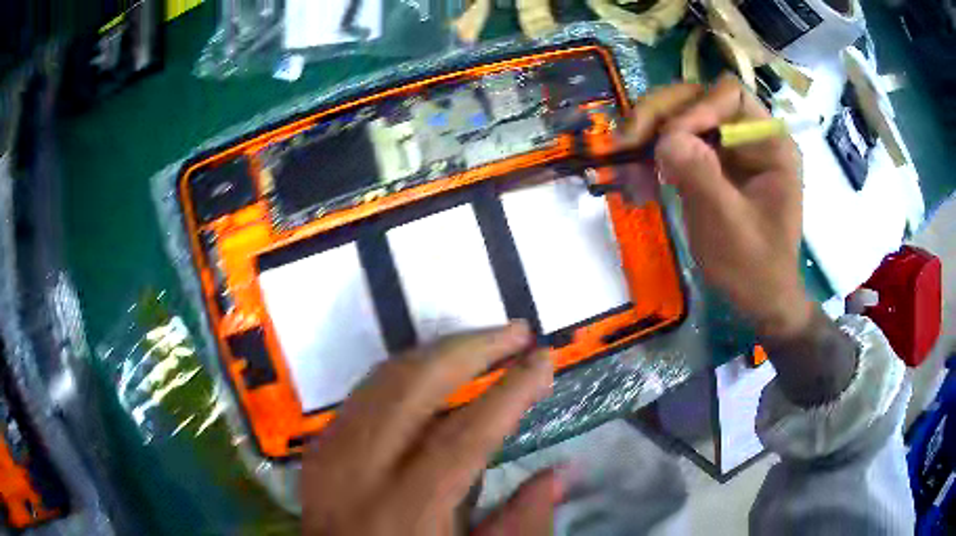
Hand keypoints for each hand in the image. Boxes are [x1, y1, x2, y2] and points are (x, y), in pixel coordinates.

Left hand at [302, 322, 559, 534]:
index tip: (543, 358)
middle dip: (471, 349)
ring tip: (483, 343)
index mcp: (406, 510)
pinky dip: (405, 372)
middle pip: (414, 386)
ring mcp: (330, 452)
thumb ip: (519, 524)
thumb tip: (561, 473)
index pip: (465, 435)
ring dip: (438, 352)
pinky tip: (434, 370)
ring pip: (384, 377)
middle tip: (516, 333)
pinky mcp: (319, 446)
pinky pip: (364, 391)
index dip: (510, 391)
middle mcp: (359, 471)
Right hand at [619, 75, 811, 337]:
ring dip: (649, 135)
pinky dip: (652, 156)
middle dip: (660, 116)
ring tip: (626, 163)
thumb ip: (701, 176)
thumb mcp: (729, 225)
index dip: (696, 108)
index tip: (669, 142)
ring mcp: (729, 149)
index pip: (729, 95)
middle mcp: (749, 135)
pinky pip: (676, 144)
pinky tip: (640, 182)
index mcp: (769, 142)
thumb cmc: (754, 268)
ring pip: (680, 117)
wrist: (759, 300)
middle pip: (698, 98)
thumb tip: (664, 138)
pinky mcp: (712, 164)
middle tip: (626, 142)